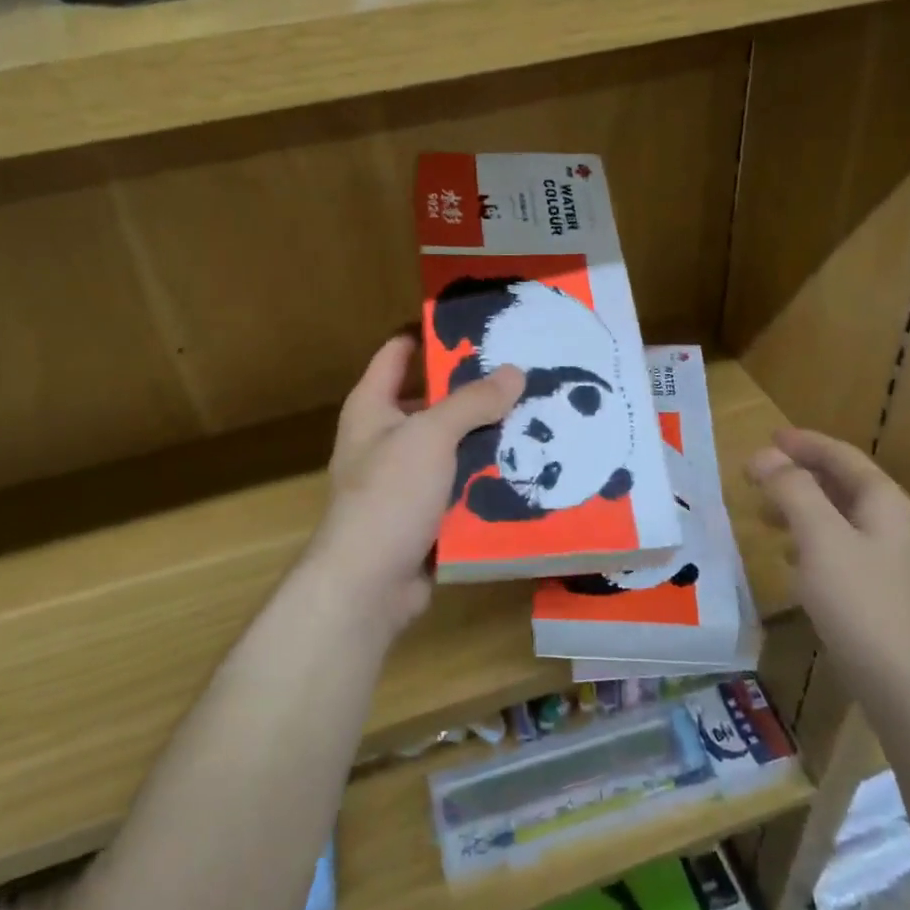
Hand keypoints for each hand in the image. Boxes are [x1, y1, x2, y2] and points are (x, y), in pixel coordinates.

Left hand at [305, 335, 522, 634]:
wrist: (368, 585)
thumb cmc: (389, 495)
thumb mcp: (431, 436)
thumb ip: (472, 401)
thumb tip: (514, 372)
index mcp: (373, 406)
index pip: (398, 352)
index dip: (431, 333)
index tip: (479, 324)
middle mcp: (386, 437)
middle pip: (435, 399)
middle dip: (477, 390)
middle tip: (527, 373)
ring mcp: (407, 478)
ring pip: (455, 445)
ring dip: (490, 437)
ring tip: (541, 417)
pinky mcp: (426, 513)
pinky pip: (463, 485)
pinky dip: (489, 478)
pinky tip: (530, 468)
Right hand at [747, 428, 909, 698]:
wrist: (900, 681)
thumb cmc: (859, 600)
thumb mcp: (819, 536)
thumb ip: (792, 489)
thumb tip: (764, 456)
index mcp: (881, 501)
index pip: (841, 456)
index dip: (804, 443)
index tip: (769, 437)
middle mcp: (887, 522)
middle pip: (839, 483)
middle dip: (798, 474)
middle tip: (757, 474)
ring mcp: (883, 558)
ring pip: (835, 516)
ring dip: (799, 506)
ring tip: (763, 513)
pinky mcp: (873, 589)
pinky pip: (835, 546)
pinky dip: (807, 538)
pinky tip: (787, 556)